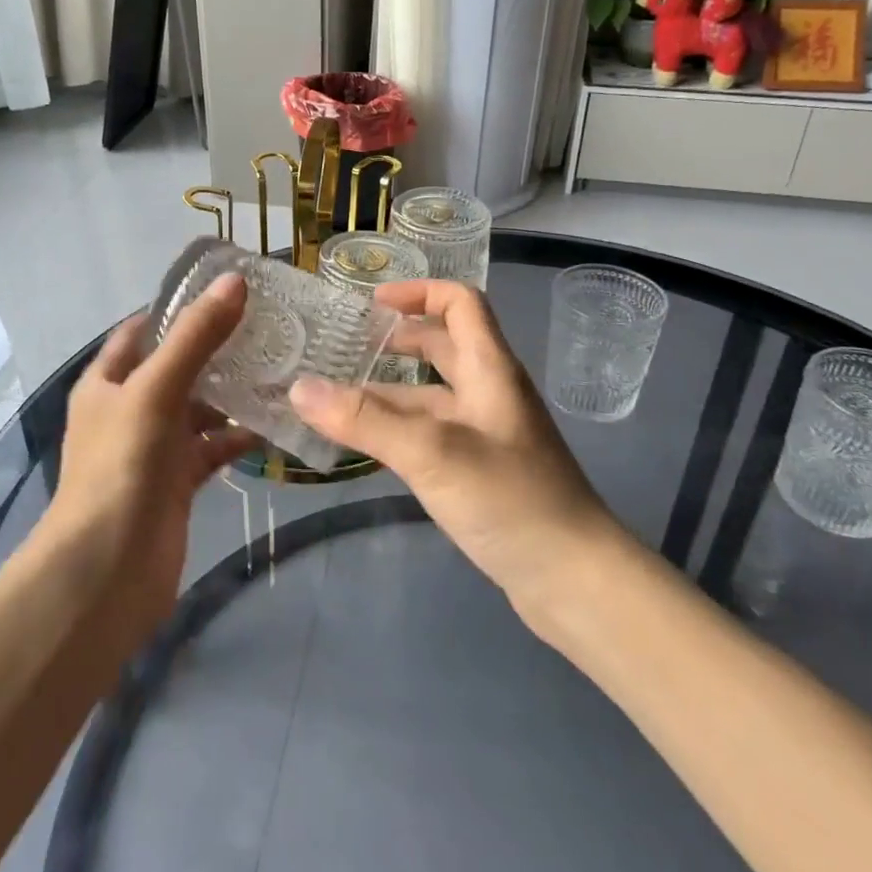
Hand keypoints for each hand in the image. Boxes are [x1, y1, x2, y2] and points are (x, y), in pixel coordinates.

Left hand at [44, 273, 257, 634]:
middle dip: (217, 350)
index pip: (143, 330)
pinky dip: (236, 438)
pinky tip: (272, 426)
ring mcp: (153, 448)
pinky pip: (211, 449)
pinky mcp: (177, 483)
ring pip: (198, 409)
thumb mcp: (155, 390)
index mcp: (107, 382)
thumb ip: (196, 337)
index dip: (180, 308)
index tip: (230, 292)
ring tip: (280, 370)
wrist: (107, 571)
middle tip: (269, 328)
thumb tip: (234, 281)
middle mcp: (128, 409)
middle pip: (177, 367)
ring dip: (231, 395)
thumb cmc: (121, 466)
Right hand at [289, 279, 614, 603]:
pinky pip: (432, 433)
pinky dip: (398, 429)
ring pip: (431, 395)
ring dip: (388, 391)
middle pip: (443, 346)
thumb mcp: (431, 452)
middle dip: (396, 340)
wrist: (573, 578)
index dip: (419, 292)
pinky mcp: (481, 470)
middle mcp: (489, 393)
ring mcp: (486, 433)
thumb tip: (299, 387)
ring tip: (335, 400)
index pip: (460, 303)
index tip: (372, 303)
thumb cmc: (509, 499)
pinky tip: (365, 445)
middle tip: (345, 348)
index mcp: (489, 369)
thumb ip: (365, 420)